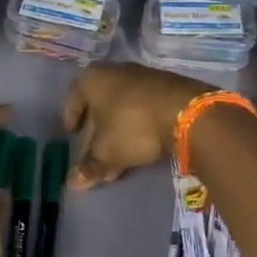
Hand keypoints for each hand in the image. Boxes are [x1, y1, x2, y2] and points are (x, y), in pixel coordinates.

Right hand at [61, 63, 205, 187]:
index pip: (73, 98)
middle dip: (95, 136)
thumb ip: (89, 166)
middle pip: (98, 107)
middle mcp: (115, 72)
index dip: (70, 118)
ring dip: (116, 137)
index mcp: (92, 79)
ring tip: (116, 164)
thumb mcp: (107, 151)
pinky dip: (136, 129)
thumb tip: (73, 183)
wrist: (187, 112)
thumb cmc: (132, 126)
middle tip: (93, 160)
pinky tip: (139, 150)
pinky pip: (142, 110)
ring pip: (121, 111)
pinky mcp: (165, 88)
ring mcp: (142, 78)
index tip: (71, 135)